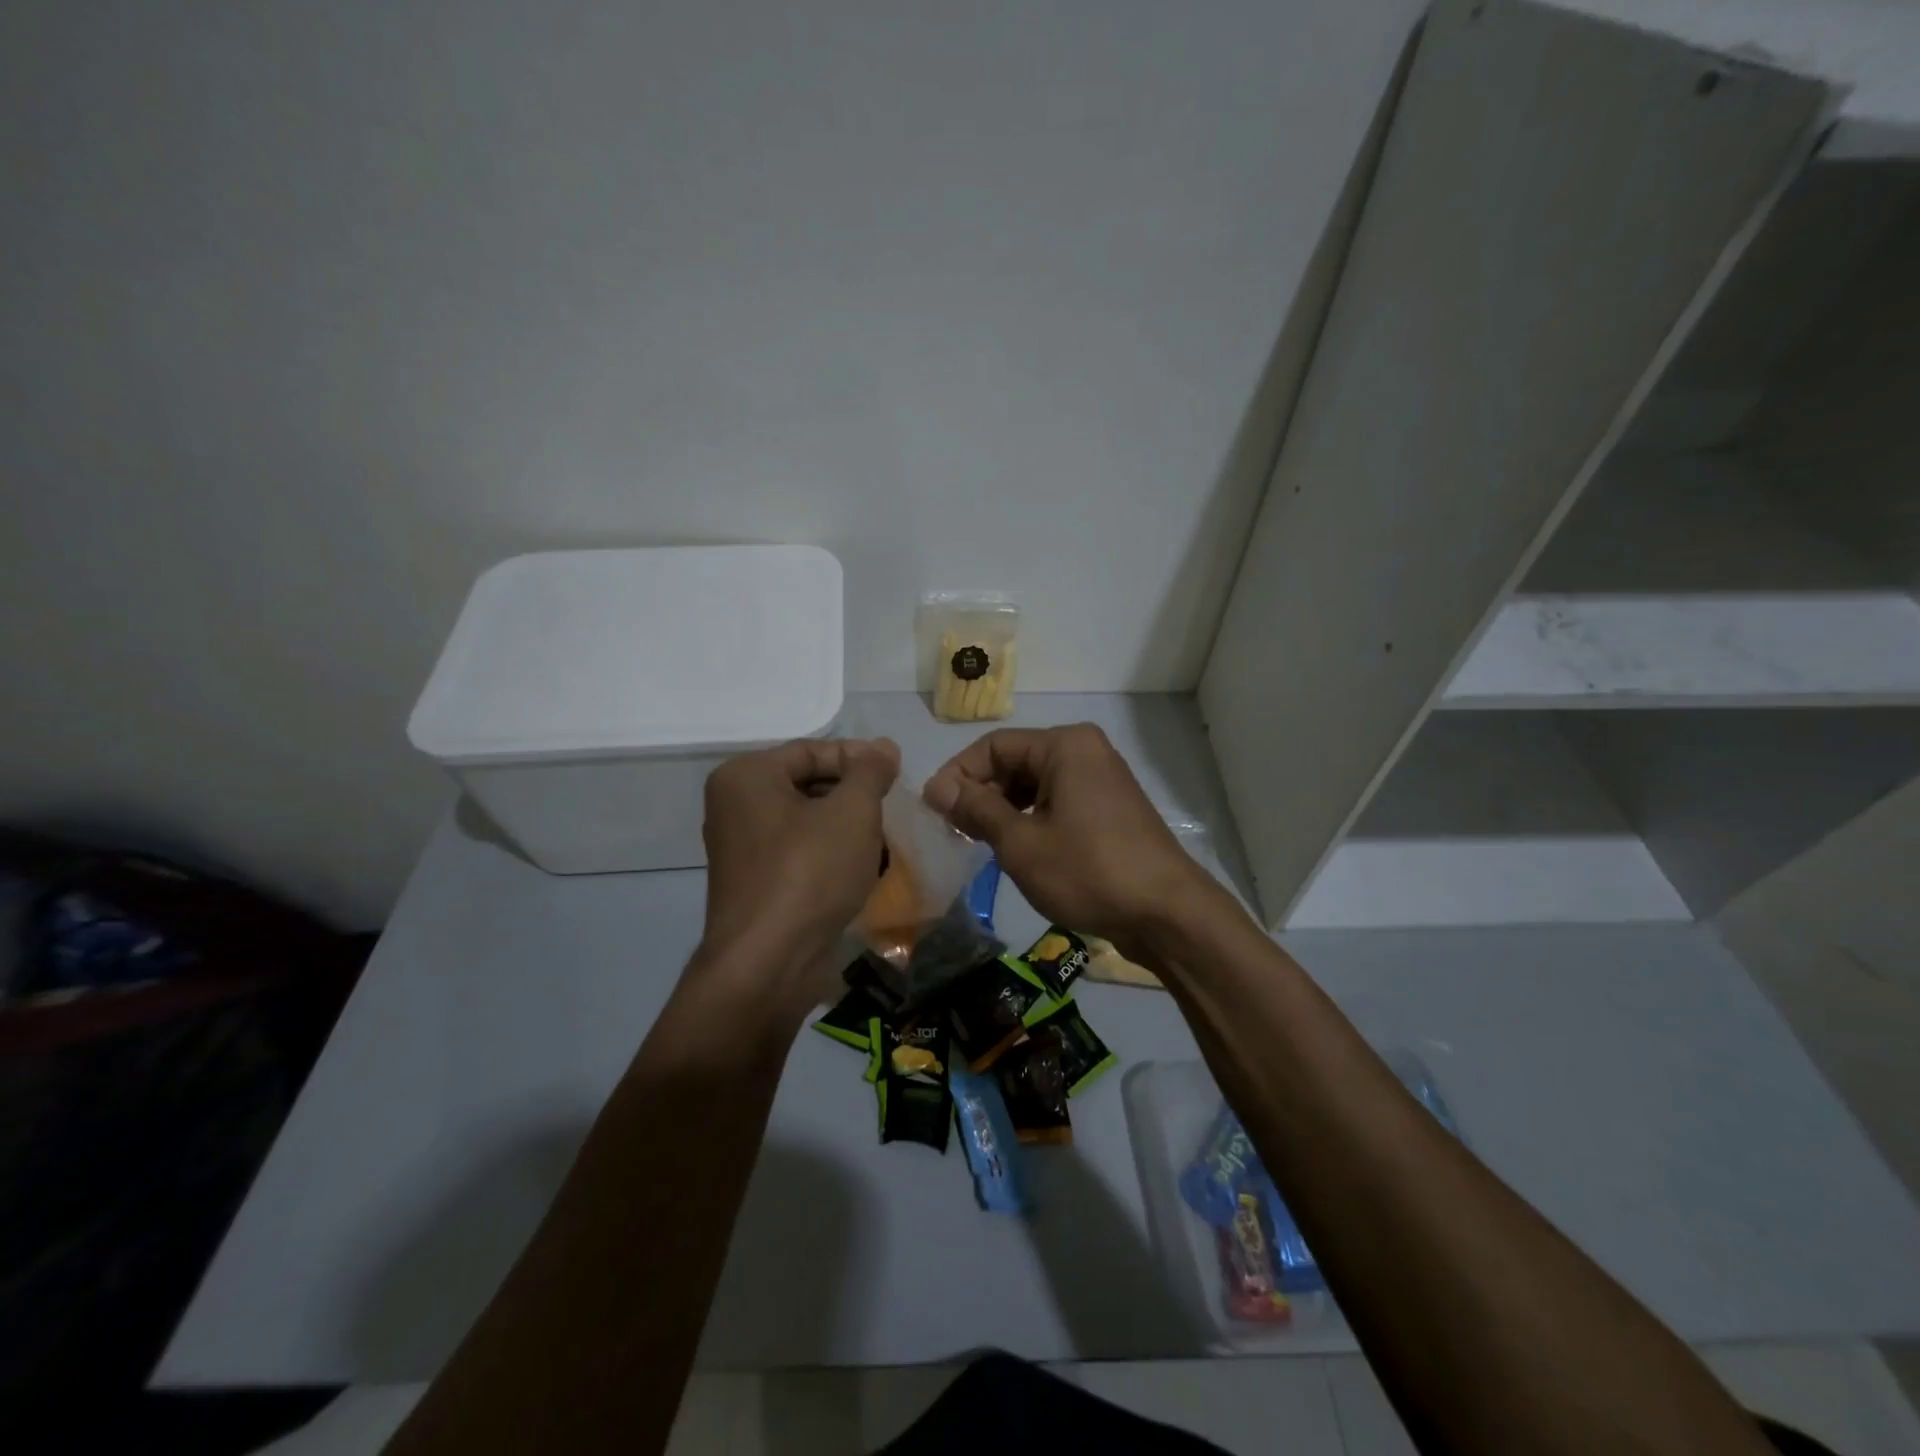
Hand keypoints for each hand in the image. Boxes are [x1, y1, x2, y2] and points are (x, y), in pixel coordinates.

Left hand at [698, 738, 899, 1009]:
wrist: (769, 964)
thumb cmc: (809, 872)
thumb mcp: (852, 811)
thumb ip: (870, 772)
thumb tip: (884, 747)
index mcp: (746, 777)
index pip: (811, 751)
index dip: (859, 758)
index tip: (896, 773)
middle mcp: (734, 806)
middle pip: (807, 784)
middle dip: (854, 795)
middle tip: (892, 807)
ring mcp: (741, 849)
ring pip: (807, 822)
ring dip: (847, 828)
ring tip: (884, 840)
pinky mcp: (755, 884)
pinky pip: (799, 854)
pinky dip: (831, 856)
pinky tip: (863, 870)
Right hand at [923, 724, 1211, 950]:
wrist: (1167, 914)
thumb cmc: (1088, 871)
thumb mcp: (1021, 842)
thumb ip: (976, 809)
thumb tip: (936, 788)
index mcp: (1065, 745)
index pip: (994, 746)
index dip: (958, 774)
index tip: (933, 810)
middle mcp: (1085, 751)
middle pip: (1015, 762)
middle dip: (981, 794)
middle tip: (954, 832)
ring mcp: (1101, 779)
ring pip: (1034, 785)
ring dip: (1003, 810)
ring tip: (979, 843)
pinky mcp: (1109, 808)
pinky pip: (1057, 802)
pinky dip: (1031, 820)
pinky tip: (1016, 849)